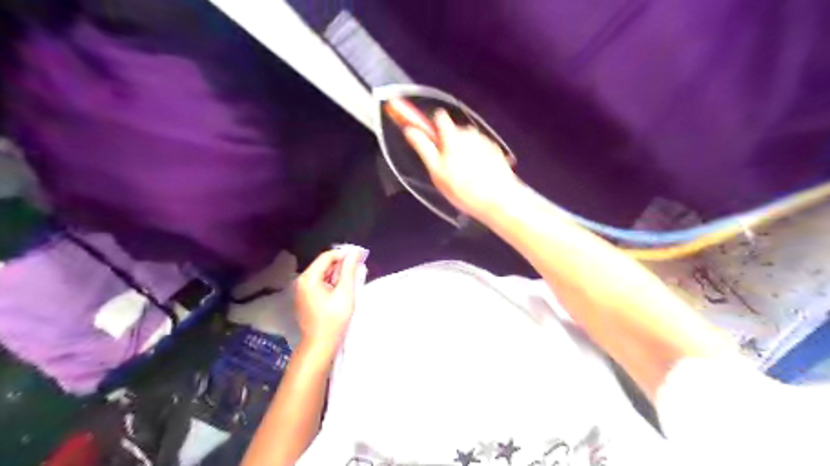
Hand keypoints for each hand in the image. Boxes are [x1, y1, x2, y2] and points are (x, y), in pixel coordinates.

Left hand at [294, 251, 366, 353]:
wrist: (320, 345)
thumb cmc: (333, 319)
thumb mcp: (345, 293)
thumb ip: (349, 270)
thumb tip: (355, 252)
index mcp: (309, 278)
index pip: (327, 256)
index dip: (344, 254)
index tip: (360, 256)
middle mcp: (302, 281)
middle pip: (323, 264)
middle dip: (341, 264)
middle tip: (359, 268)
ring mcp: (302, 290)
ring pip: (322, 274)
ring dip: (337, 274)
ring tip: (353, 279)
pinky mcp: (305, 298)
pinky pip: (319, 283)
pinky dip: (331, 282)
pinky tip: (342, 289)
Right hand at [404, 109, 516, 218]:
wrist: (500, 200)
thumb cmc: (464, 189)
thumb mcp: (437, 172)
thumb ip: (423, 148)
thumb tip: (409, 130)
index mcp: (453, 136)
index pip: (439, 117)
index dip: (432, 126)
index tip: (430, 139)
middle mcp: (470, 133)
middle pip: (453, 131)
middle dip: (449, 145)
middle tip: (449, 168)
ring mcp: (485, 141)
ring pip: (467, 141)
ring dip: (463, 152)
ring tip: (465, 176)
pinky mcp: (495, 150)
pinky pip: (480, 148)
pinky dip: (477, 158)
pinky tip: (478, 176)